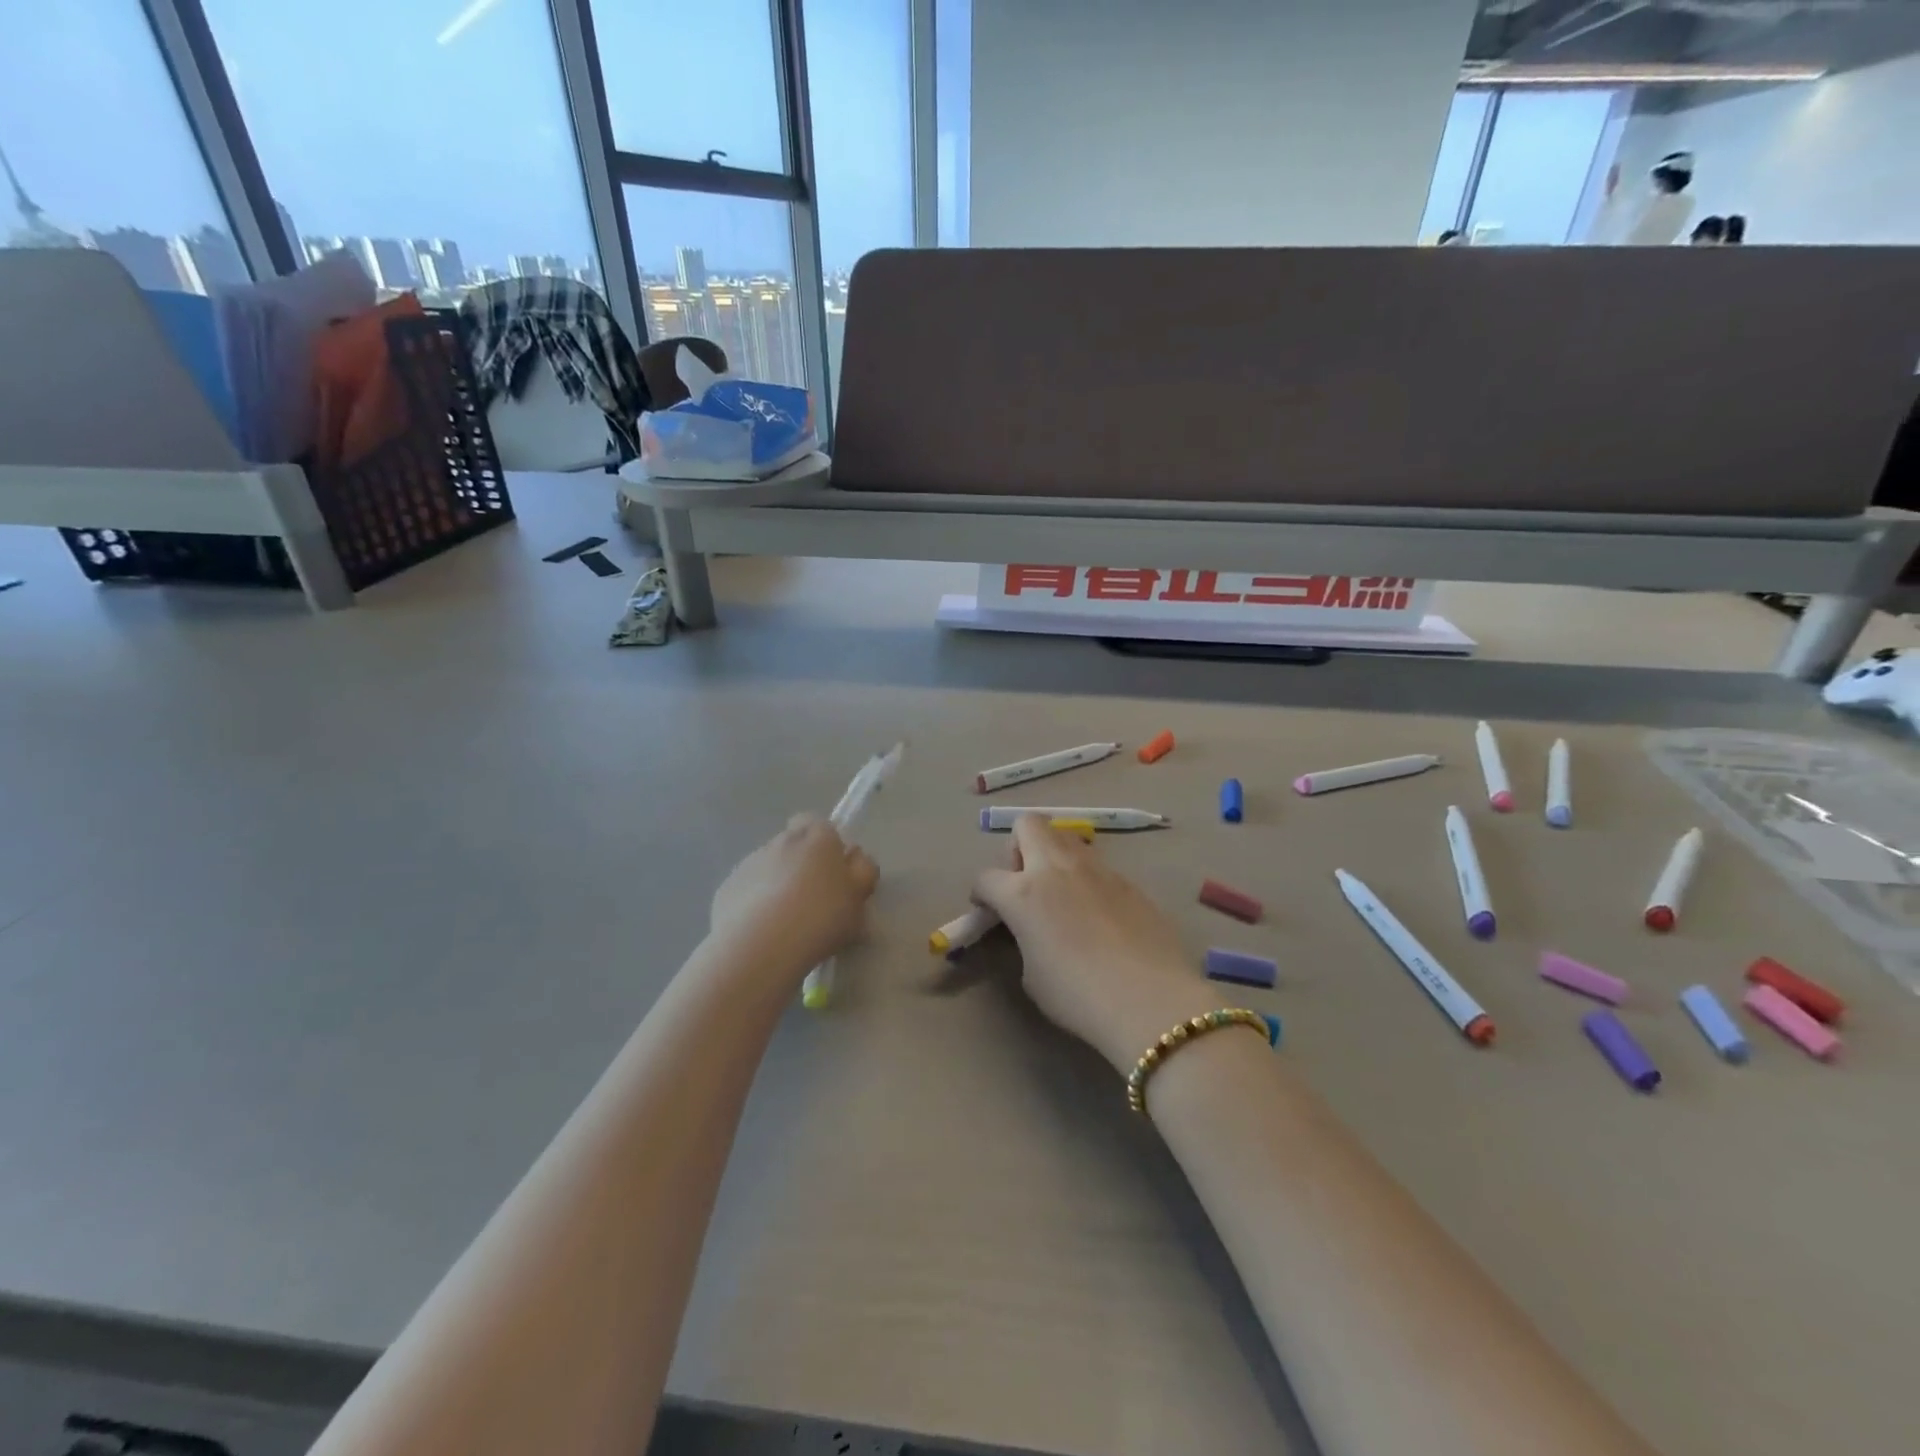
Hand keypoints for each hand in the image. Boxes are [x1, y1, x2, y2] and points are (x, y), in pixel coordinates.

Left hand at [711, 815, 878, 977]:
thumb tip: (855, 860)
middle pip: (793, 844)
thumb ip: (862, 873)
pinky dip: (754, 903)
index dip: (826, 845)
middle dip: (802, 865)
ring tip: (786, 922)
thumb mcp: (858, 900)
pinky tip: (763, 932)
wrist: (760, 947)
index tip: (833, 873)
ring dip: (777, 884)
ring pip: (769, 867)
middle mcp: (781, 841)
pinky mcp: (727, 888)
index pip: (820, 824)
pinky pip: (747, 890)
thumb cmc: (820, 918)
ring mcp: (750, 863)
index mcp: (818, 838)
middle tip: (813, 900)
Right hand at [973, 817, 1217, 1072]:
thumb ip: (1025, 939)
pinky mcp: (1128, 880)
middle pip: (1027, 825)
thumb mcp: (1032, 975)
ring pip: (1066, 836)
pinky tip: (1100, 915)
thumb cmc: (1077, 995)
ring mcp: (1097, 869)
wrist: (1149, 999)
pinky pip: (1098, 866)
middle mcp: (1057, 868)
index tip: (990, 913)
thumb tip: (1034, 931)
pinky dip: (1088, 880)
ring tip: (1063, 895)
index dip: (982, 895)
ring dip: (1055, 856)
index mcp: (1023, 893)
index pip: (986, 877)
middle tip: (1025, 883)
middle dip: (1018, 847)